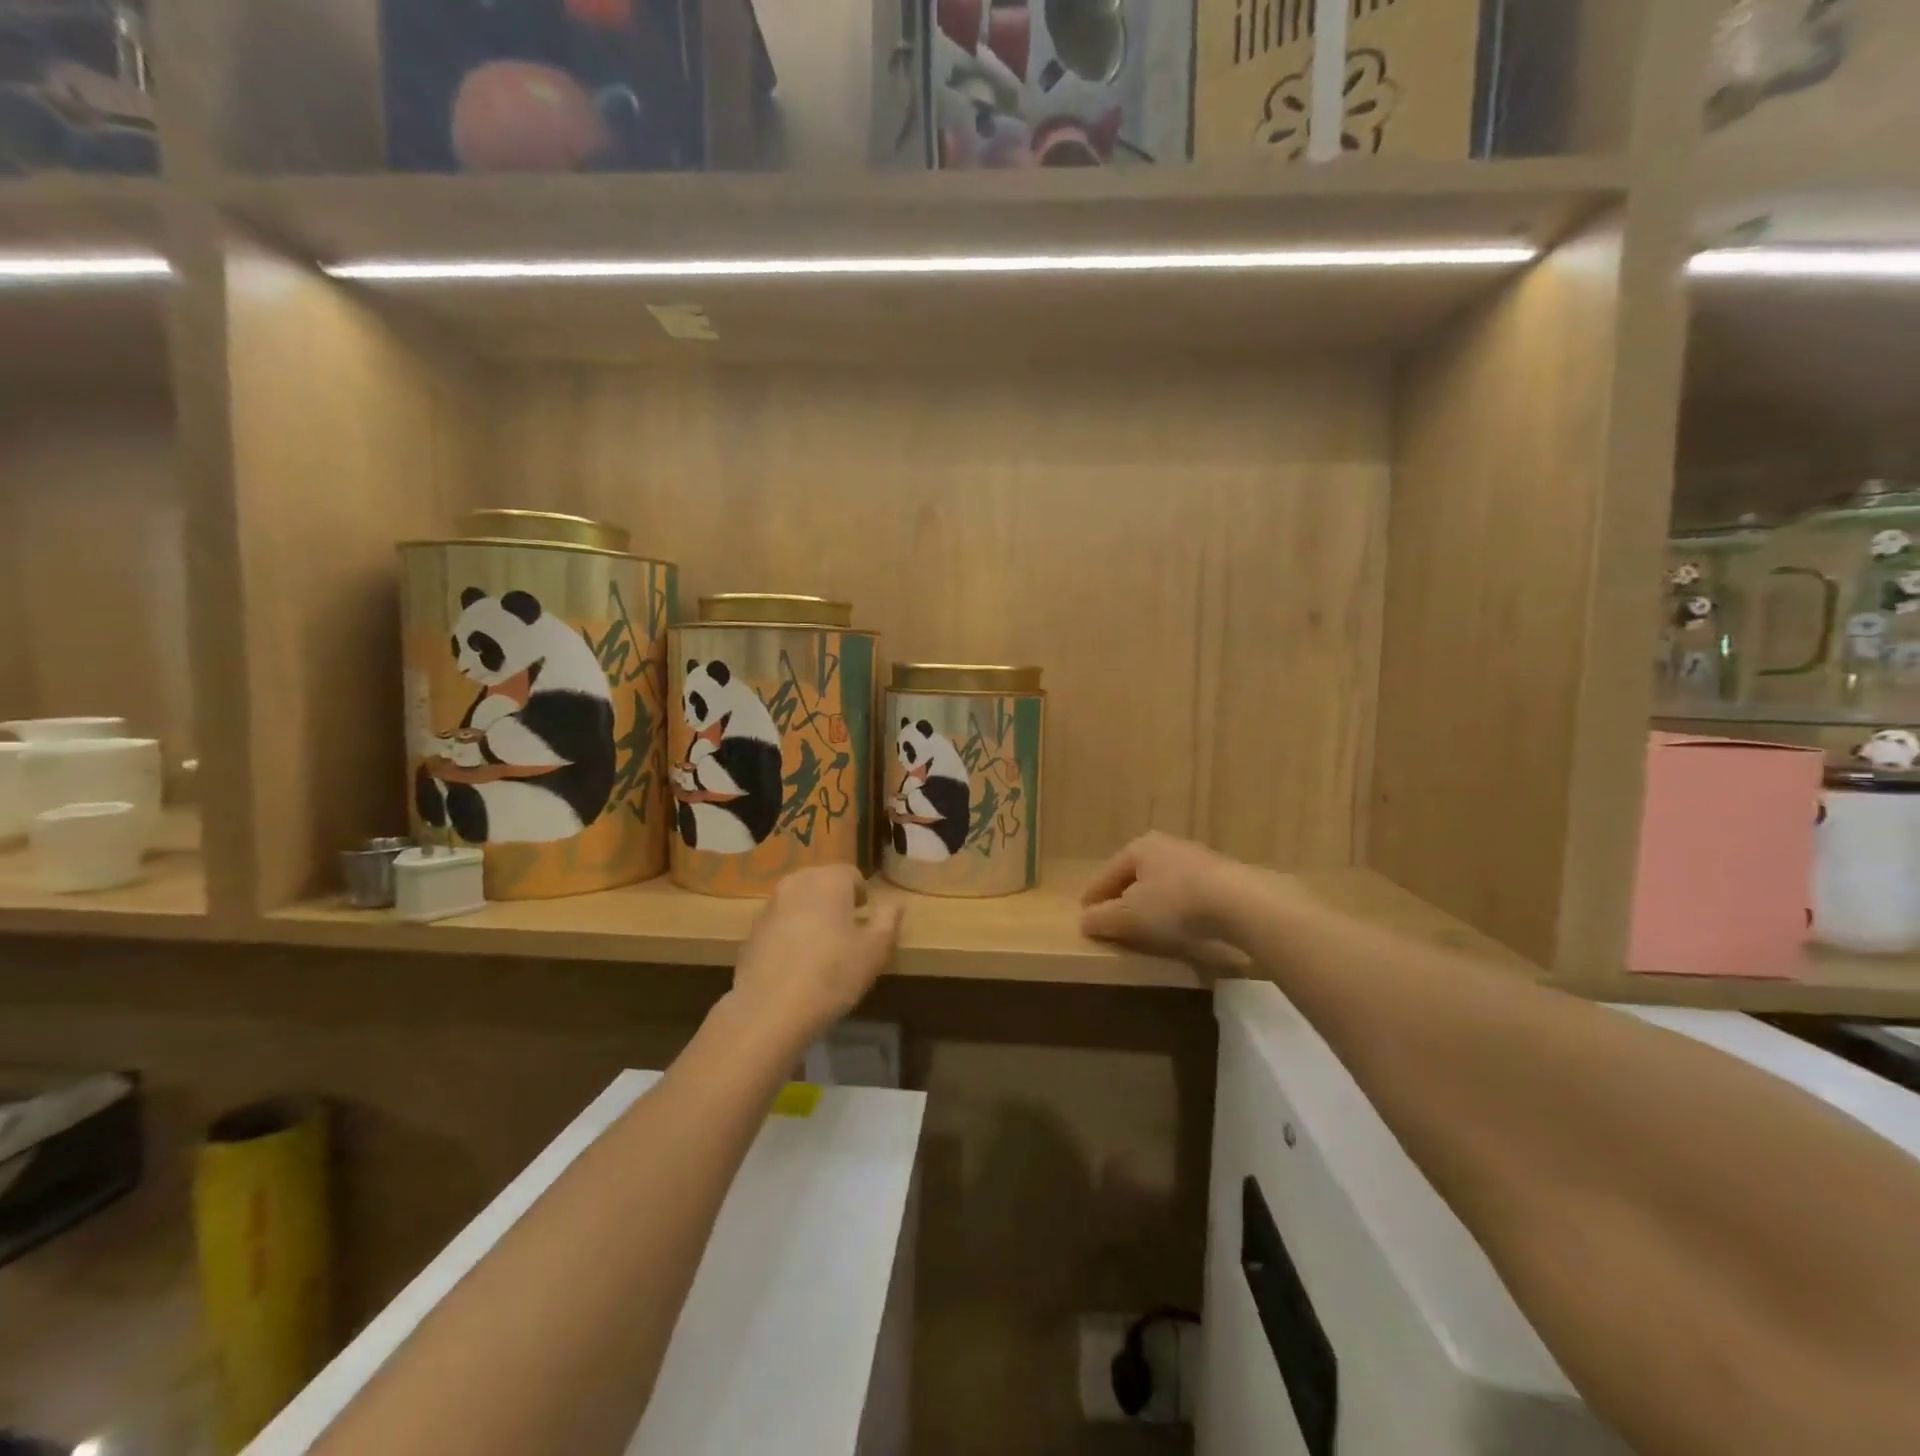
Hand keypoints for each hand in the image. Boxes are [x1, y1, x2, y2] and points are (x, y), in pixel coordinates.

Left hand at [730, 866, 903, 1045]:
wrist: (769, 1010)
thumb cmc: (833, 973)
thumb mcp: (875, 950)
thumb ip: (888, 919)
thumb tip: (894, 902)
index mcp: (828, 879)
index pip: (852, 875)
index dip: (862, 896)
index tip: (866, 922)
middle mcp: (796, 882)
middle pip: (823, 884)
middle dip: (836, 903)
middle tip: (847, 935)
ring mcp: (769, 906)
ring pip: (799, 903)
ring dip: (811, 918)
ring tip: (821, 952)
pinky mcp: (751, 932)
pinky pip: (780, 925)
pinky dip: (790, 936)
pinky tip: (796, 966)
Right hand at [1080, 832, 1257, 958]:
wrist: (1240, 903)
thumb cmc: (1174, 904)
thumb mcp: (1130, 917)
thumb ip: (1103, 919)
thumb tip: (1085, 920)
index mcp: (1139, 848)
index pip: (1106, 875)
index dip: (1093, 897)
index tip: (1084, 916)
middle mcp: (1166, 846)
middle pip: (1134, 876)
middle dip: (1123, 897)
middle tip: (1113, 920)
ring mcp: (1197, 859)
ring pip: (1162, 883)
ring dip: (1151, 902)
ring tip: (1147, 926)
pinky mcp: (1222, 877)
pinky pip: (1187, 893)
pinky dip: (1177, 907)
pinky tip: (1179, 925)